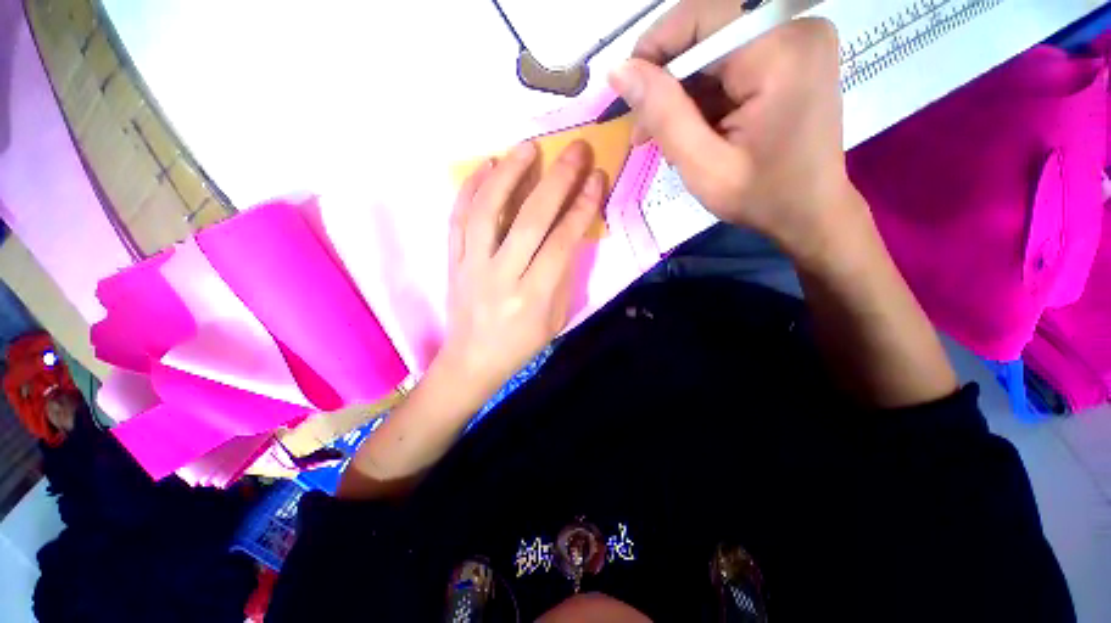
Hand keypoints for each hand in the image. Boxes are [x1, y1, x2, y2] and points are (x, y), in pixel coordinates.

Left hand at [439, 140, 604, 409]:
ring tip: (529, 147)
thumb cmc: (521, 344)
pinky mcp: (452, 261)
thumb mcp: (556, 318)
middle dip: (557, 180)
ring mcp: (471, 266)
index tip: (596, 177)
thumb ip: (564, 275)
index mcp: (533, 297)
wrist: (473, 360)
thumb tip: (570, 232)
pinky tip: (487, 165)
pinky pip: (458, 218)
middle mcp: (502, 276)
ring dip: (509, 173)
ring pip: (487, 210)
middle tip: (576, 150)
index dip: (582, 207)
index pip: (561, 242)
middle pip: (530, 220)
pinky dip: (471, 188)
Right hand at [610, 8, 852, 262]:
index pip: (699, 17)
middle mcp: (794, 26)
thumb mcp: (703, 166)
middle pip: (705, 29)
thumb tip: (619, 71)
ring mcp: (796, 36)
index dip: (653, 50)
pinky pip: (730, 59)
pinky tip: (694, 128)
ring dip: (682, 91)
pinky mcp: (791, 51)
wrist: (810, 211)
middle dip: (667, 79)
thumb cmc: (760, 197)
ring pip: (713, 46)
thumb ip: (663, 115)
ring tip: (667, 138)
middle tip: (644, 130)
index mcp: (779, 50)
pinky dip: (704, 93)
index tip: (628, 98)